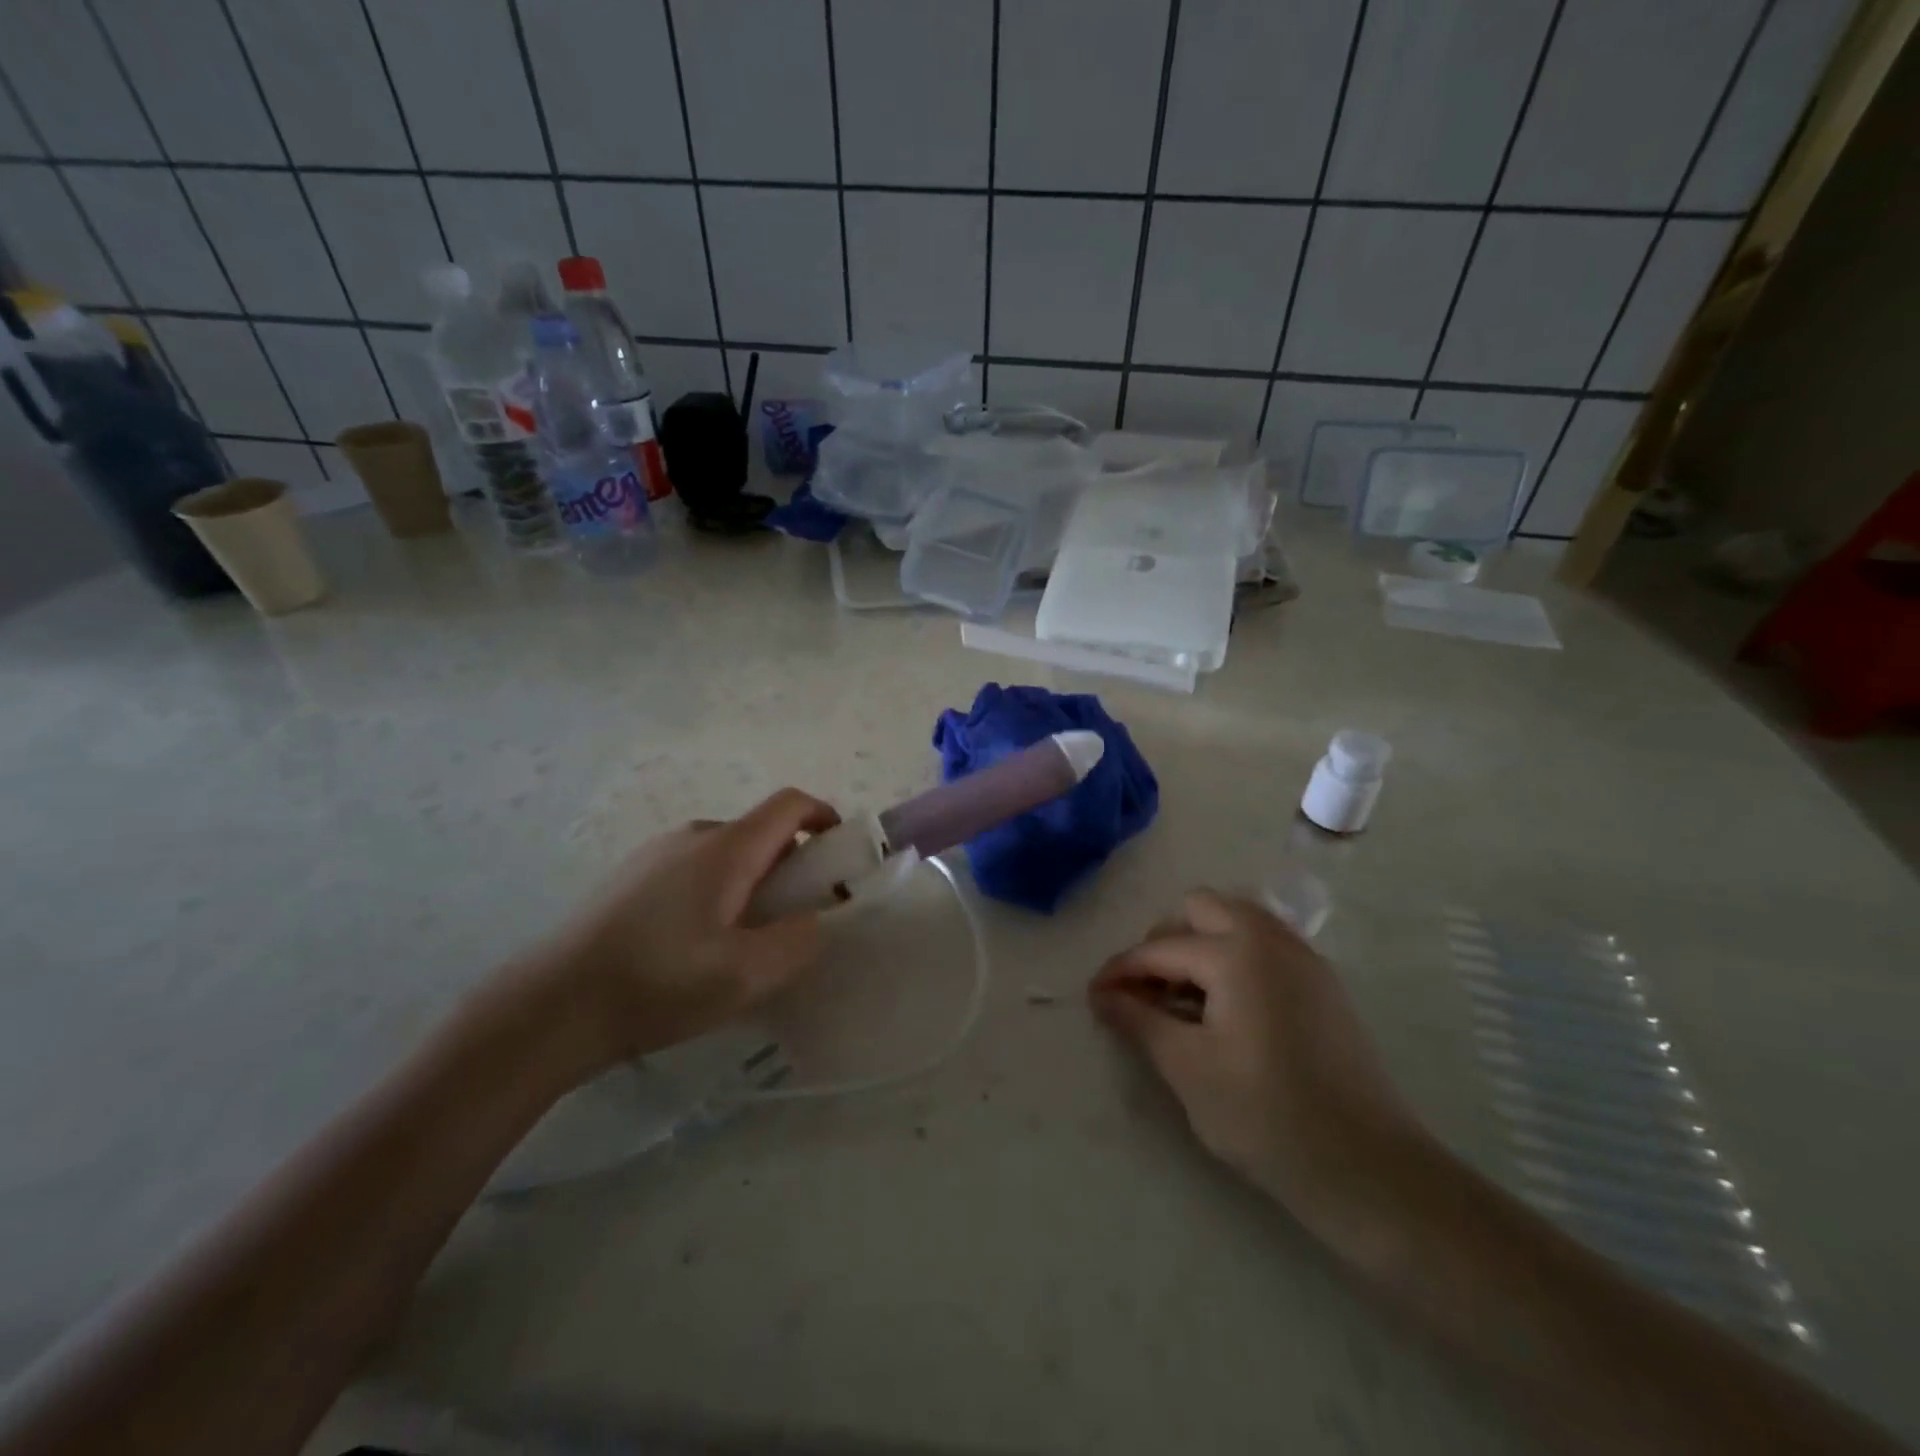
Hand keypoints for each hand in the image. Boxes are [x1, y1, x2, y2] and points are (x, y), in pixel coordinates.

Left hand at [534, 788, 840, 1070]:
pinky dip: (715, 892)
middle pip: (758, 833)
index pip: (789, 804)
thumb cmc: (657, 983)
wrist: (550, 1006)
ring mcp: (654, 855)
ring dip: (750, 883)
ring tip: (742, 942)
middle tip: (793, 920)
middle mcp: (691, 837)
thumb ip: (797, 942)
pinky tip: (693, 947)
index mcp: (725, 848)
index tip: (839, 854)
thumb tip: (813, 921)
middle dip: (790, 866)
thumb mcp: (745, 975)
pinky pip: (691, 871)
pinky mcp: (628, 879)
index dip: (824, 816)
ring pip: (724, 855)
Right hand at [1089, 889, 1430, 1235]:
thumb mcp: (1187, 1068)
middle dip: (1165, 941)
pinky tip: (1225, 1009)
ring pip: (1237, 921)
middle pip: (1202, 909)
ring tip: (1183, 998)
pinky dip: (1234, 959)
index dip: (1121, 972)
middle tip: (1147, 990)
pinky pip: (1265, 946)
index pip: (1160, 949)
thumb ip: (1139, 1021)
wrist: (1368, 1169)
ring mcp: (1304, 959)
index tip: (1094, 996)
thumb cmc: (1266, 1116)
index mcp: (1236, 952)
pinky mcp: (1323, 985)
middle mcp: (1271, 939)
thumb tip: (1103, 996)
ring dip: (1200, 945)